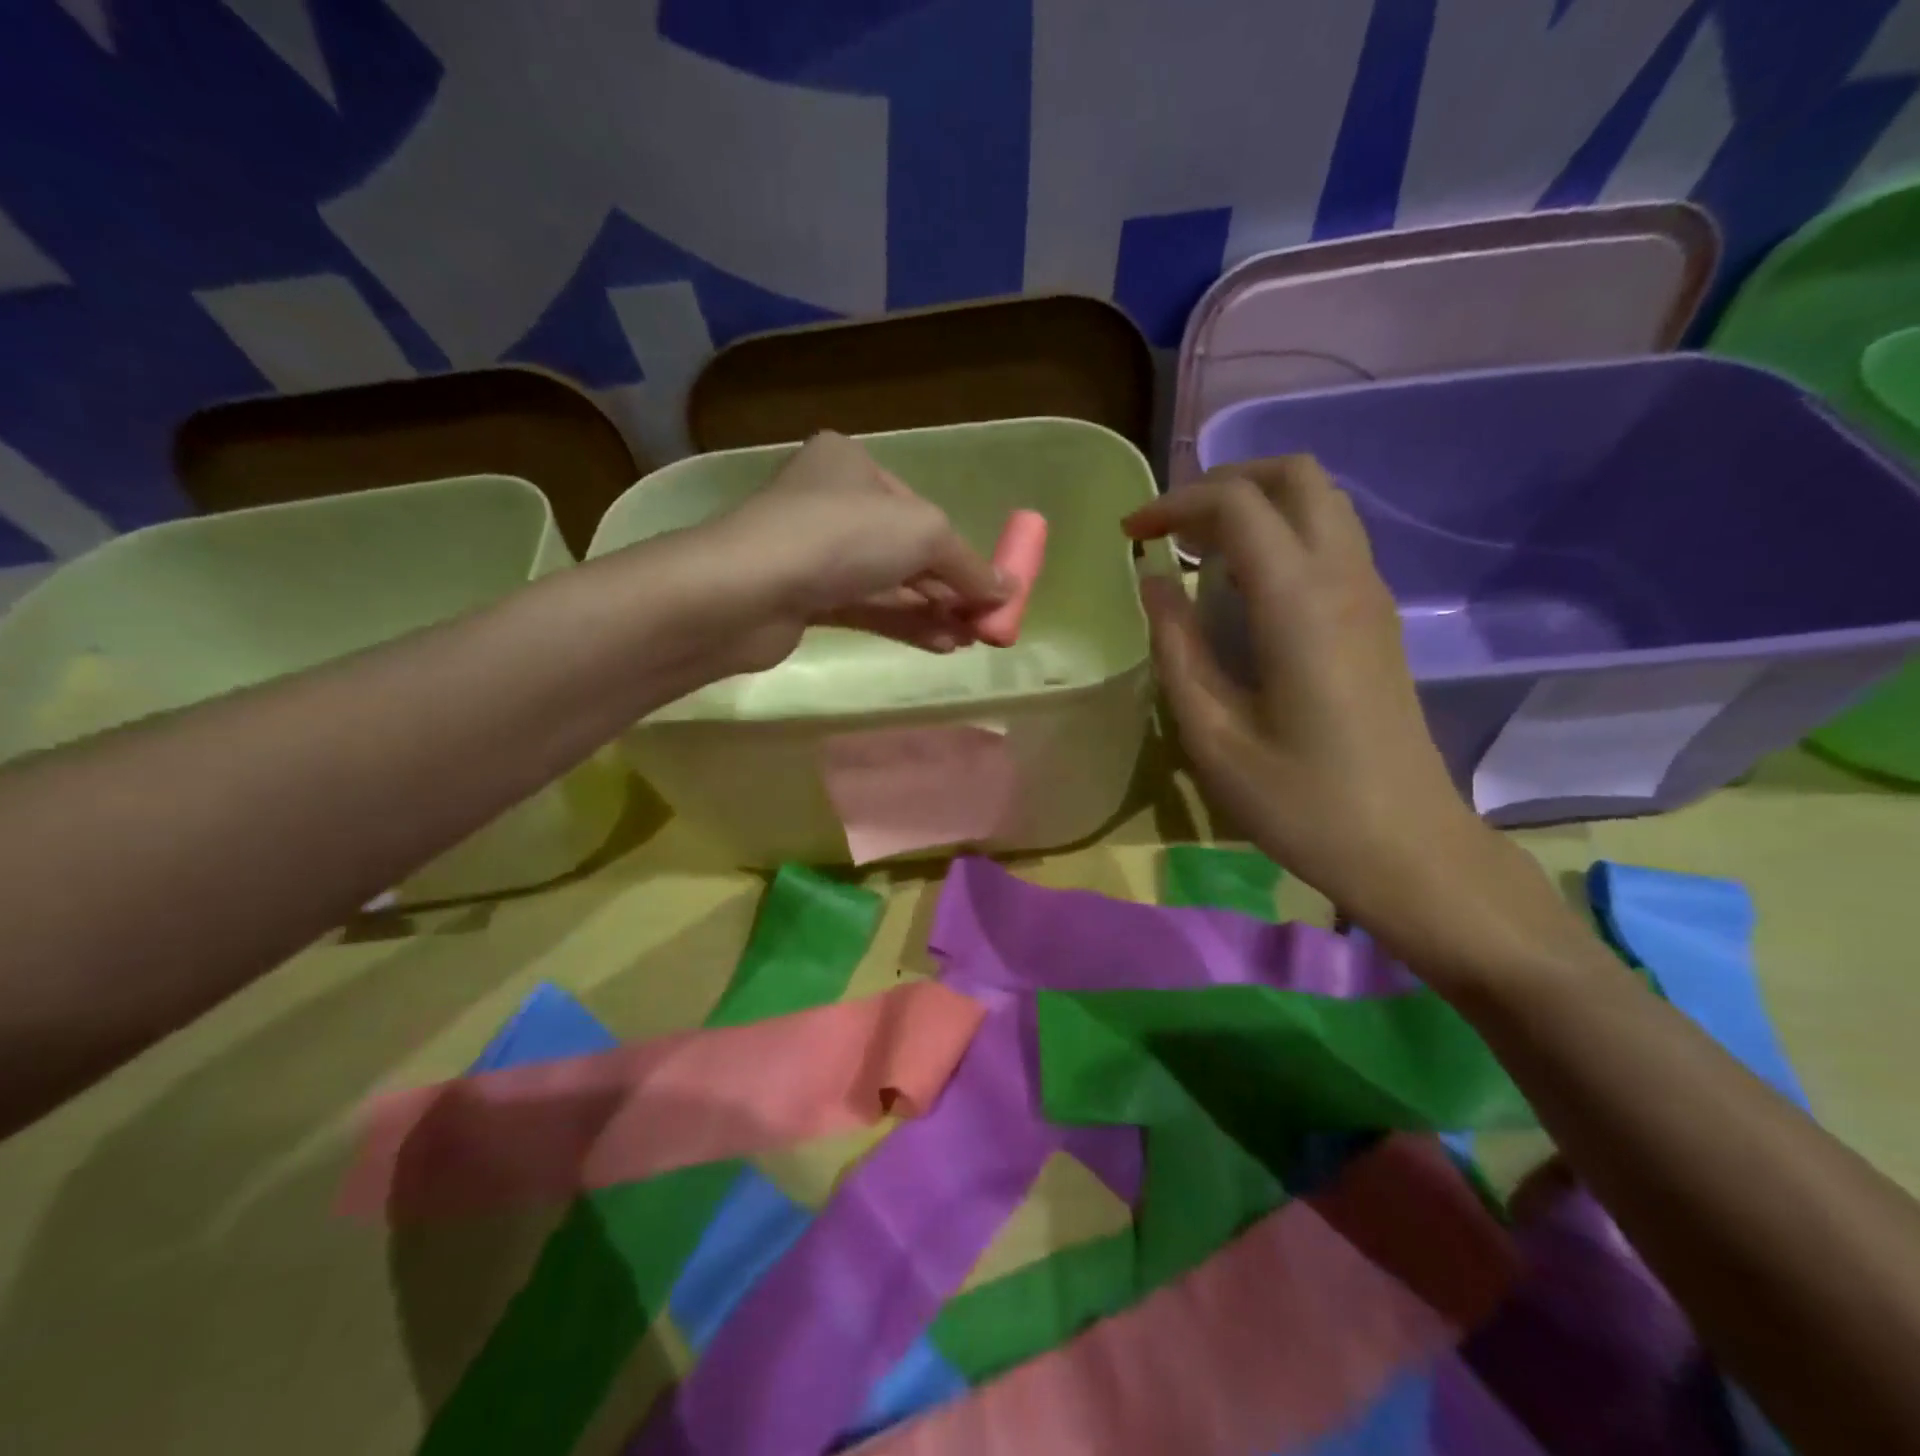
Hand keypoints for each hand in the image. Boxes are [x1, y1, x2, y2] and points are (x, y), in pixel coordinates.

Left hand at [697, 431, 1008, 671]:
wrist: (748, 590)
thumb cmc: (842, 538)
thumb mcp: (925, 534)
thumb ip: (969, 565)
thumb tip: (1009, 591)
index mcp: (852, 464)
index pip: (920, 510)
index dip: (961, 552)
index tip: (991, 588)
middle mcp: (831, 502)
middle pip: (905, 549)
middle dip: (949, 587)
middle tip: (984, 622)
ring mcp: (814, 553)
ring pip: (887, 582)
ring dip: (932, 611)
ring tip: (971, 640)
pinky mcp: (803, 598)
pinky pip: (866, 608)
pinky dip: (904, 624)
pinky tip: (941, 645)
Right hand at [1124, 457, 1591, 990]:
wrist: (1406, 847)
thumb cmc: (1300, 802)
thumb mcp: (1213, 735)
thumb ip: (1176, 648)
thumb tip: (1152, 583)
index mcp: (1299, 602)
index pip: (1236, 504)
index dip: (1174, 505)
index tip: (1129, 536)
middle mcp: (1345, 577)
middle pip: (1295, 475)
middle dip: (1224, 482)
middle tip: (1171, 527)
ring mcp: (1371, 595)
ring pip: (1321, 501)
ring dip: (1256, 504)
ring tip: (1199, 550)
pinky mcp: (1378, 619)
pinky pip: (1332, 539)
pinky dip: (1282, 533)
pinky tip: (1244, 586)